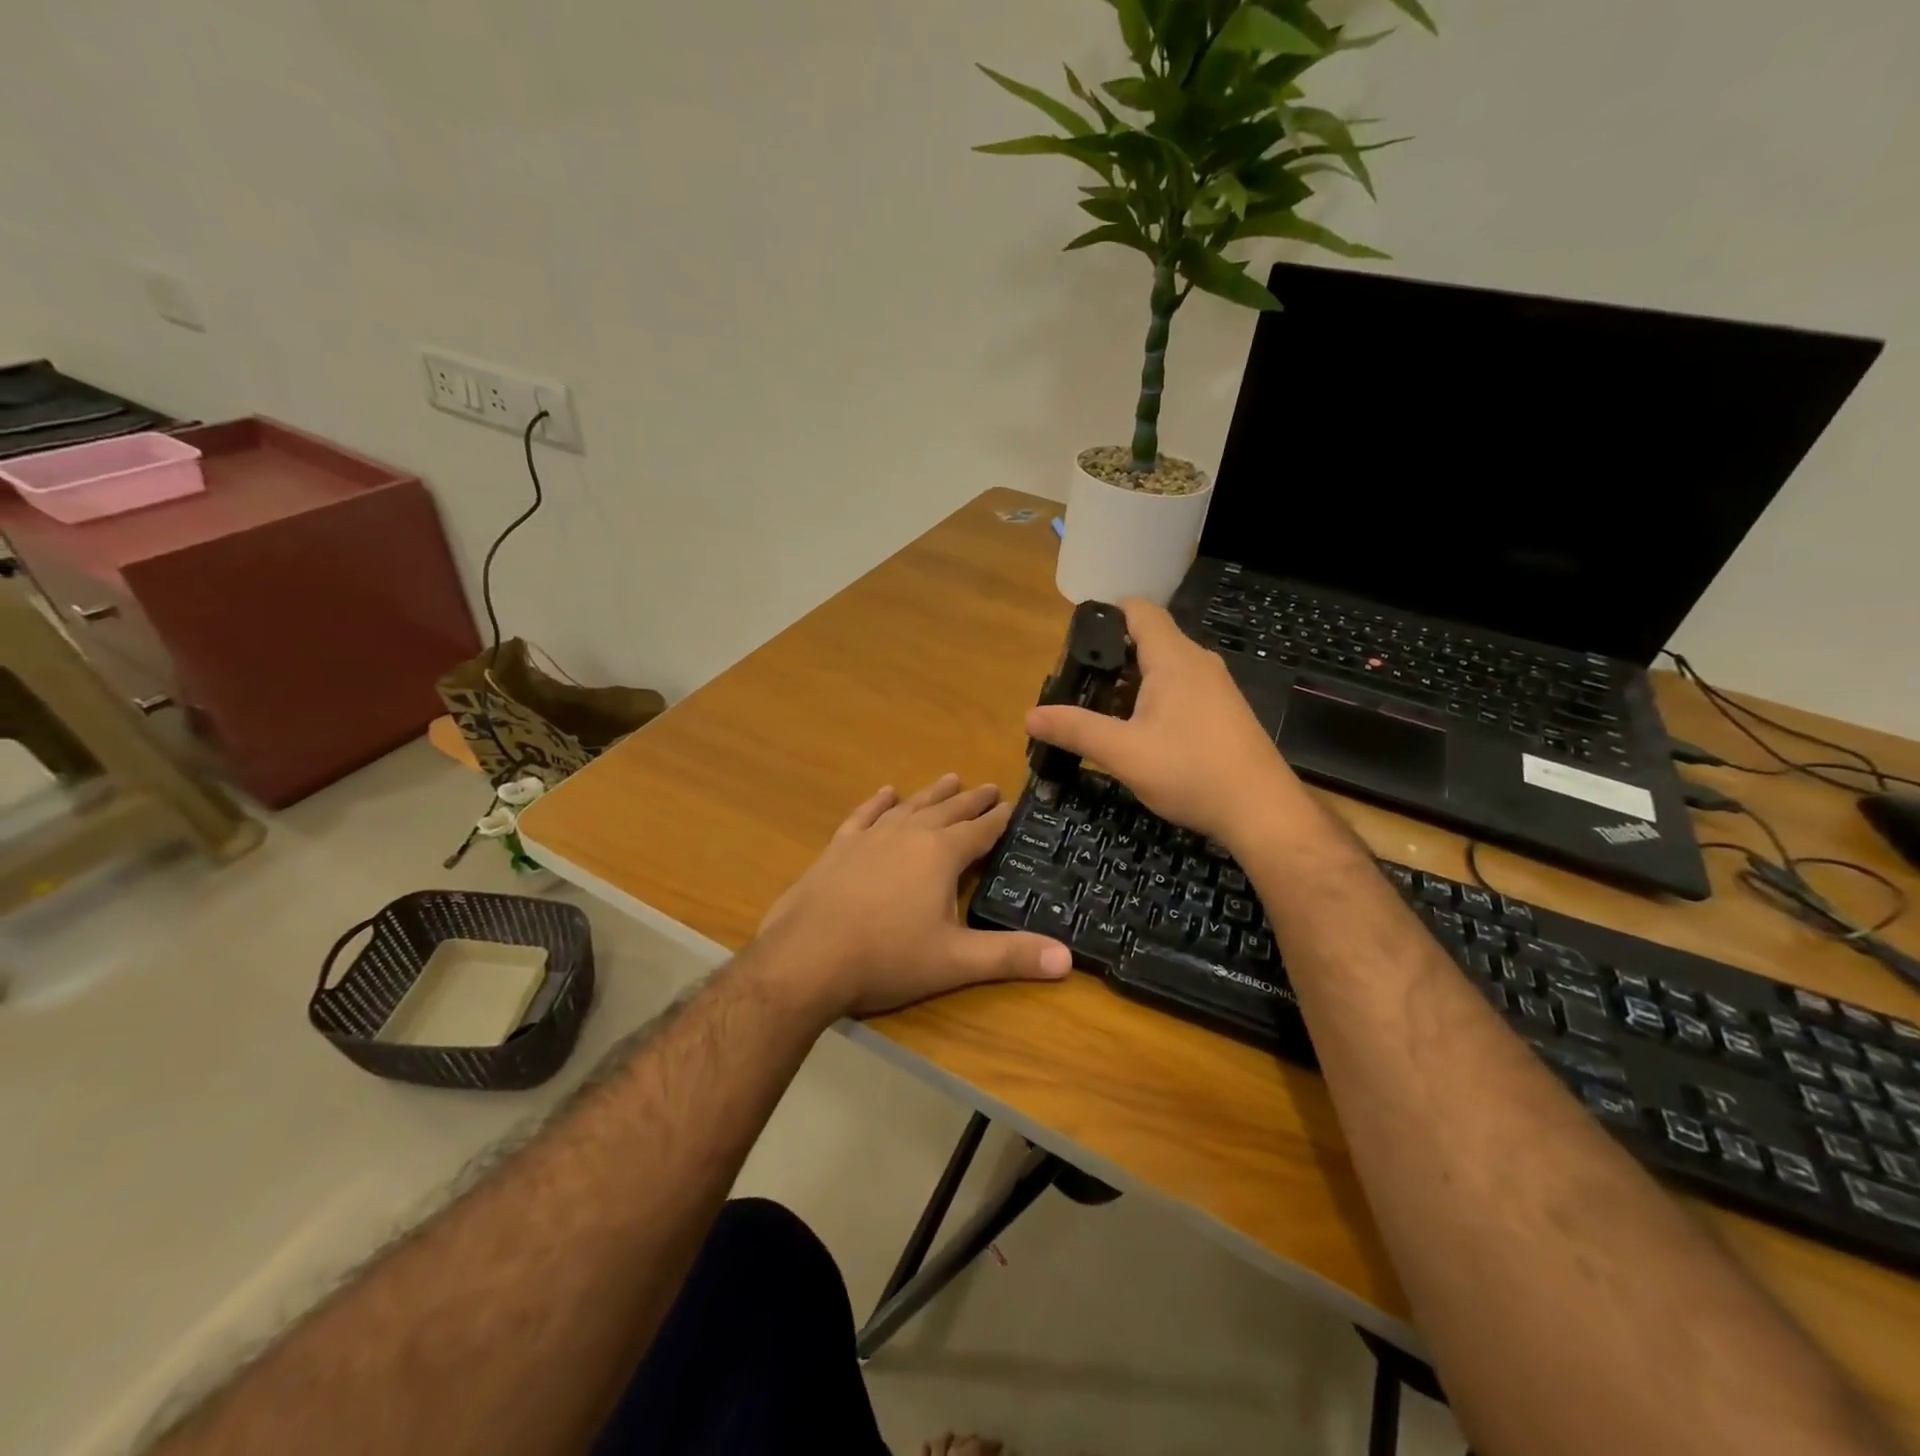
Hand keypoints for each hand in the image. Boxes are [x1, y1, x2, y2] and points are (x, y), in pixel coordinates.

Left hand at [756, 774, 1073, 1018]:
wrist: (806, 958)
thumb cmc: (887, 958)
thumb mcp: (955, 961)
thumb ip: (1011, 956)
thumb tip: (1067, 958)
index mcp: (941, 854)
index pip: (981, 830)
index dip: (999, 819)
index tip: (1013, 804)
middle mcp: (909, 834)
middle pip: (949, 810)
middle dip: (972, 800)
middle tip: (989, 787)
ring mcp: (871, 837)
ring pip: (910, 806)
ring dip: (932, 793)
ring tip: (950, 777)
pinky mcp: (839, 847)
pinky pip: (865, 815)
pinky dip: (878, 803)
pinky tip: (886, 792)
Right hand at [1026, 597, 1305, 850]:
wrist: (1262, 811)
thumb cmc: (1191, 772)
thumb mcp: (1123, 753)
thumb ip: (1076, 730)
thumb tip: (1030, 716)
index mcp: (1173, 659)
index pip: (1140, 611)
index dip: (1107, 615)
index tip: (1076, 641)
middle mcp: (1198, 663)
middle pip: (1149, 641)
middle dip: (1111, 660)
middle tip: (1077, 687)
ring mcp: (1216, 689)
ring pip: (1165, 670)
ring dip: (1131, 686)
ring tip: (1100, 715)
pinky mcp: (1225, 714)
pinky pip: (1182, 692)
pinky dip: (1155, 702)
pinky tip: (1140, 736)